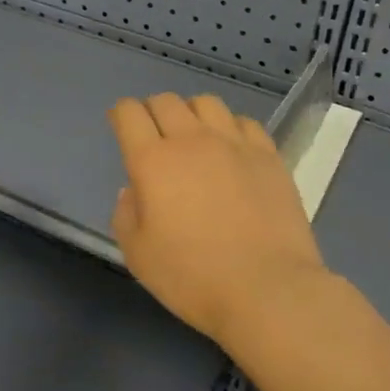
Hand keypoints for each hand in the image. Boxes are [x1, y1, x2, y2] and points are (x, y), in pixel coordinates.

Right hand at [109, 93, 326, 349]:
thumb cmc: (193, 277)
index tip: (121, 127)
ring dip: (192, 113)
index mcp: (152, 161)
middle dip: (152, 111)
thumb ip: (125, 214)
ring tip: (195, 138)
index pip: (129, 113)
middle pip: (165, 101)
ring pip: (206, 103)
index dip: (120, 114)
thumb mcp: (138, 255)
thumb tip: (134, 189)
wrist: (267, 289)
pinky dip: (230, 128)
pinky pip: (244, 122)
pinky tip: (232, 150)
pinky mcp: (268, 155)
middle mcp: (191, 140)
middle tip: (155, 137)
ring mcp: (234, 144)